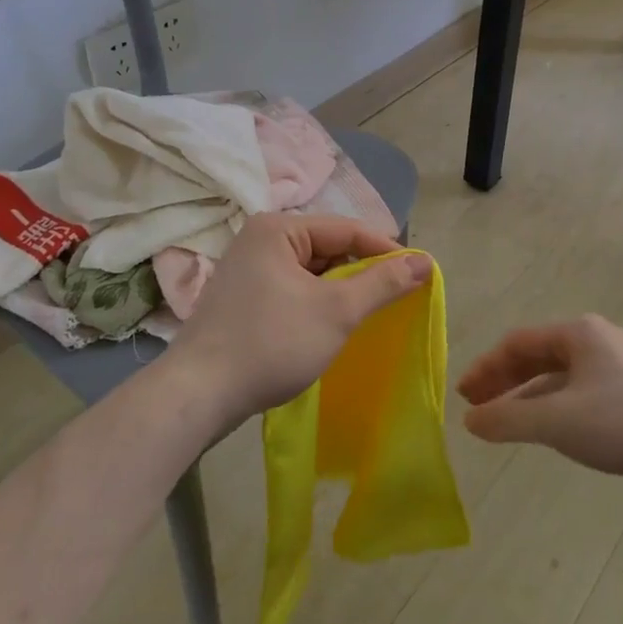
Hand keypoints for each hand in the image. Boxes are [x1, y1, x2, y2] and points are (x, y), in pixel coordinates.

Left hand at [168, 213, 431, 429]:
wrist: (197, 395)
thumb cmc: (271, 343)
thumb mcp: (337, 311)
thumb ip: (382, 283)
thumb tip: (425, 261)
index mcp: (278, 228)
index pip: (346, 228)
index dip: (386, 250)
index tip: (419, 273)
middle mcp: (259, 239)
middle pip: (328, 247)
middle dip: (361, 272)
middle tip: (394, 298)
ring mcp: (247, 269)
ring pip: (311, 271)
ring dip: (339, 290)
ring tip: (367, 314)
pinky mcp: (243, 298)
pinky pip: (292, 289)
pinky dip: (316, 303)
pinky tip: (330, 326)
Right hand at [457, 315, 622, 480]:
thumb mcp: (559, 422)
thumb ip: (509, 420)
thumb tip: (471, 420)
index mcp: (578, 333)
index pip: (517, 343)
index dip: (486, 368)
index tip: (464, 396)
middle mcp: (598, 339)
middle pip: (539, 355)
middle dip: (506, 381)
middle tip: (479, 407)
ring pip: (563, 375)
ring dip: (532, 395)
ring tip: (511, 421)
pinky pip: (585, 389)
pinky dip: (559, 405)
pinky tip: (558, 428)